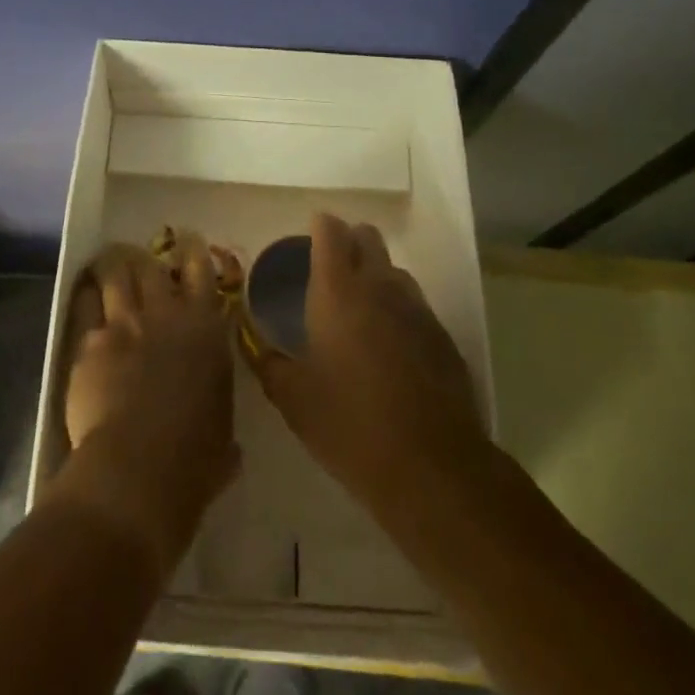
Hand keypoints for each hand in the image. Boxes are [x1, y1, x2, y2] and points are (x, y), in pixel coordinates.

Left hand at [46, 234, 238, 578]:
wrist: (138, 467)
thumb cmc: (194, 458)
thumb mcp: (222, 437)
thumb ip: (218, 425)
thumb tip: (227, 448)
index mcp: (205, 329)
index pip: (202, 272)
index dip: (194, 251)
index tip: (189, 240)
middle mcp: (165, 314)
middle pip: (152, 265)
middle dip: (146, 257)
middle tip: (141, 257)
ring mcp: (124, 323)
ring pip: (115, 274)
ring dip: (113, 265)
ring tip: (109, 262)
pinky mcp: (89, 342)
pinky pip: (84, 305)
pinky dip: (86, 295)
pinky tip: (84, 293)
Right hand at [247, 214, 487, 516]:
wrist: (430, 466)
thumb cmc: (350, 425)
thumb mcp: (293, 399)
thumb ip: (268, 362)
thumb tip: (253, 344)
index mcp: (338, 290)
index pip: (330, 230)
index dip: (318, 227)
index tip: (306, 240)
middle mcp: (379, 286)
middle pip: (367, 236)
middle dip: (348, 241)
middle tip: (329, 271)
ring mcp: (416, 308)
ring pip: (393, 269)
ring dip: (375, 274)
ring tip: (358, 310)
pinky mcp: (441, 335)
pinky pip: (414, 304)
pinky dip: (397, 309)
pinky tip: (389, 347)